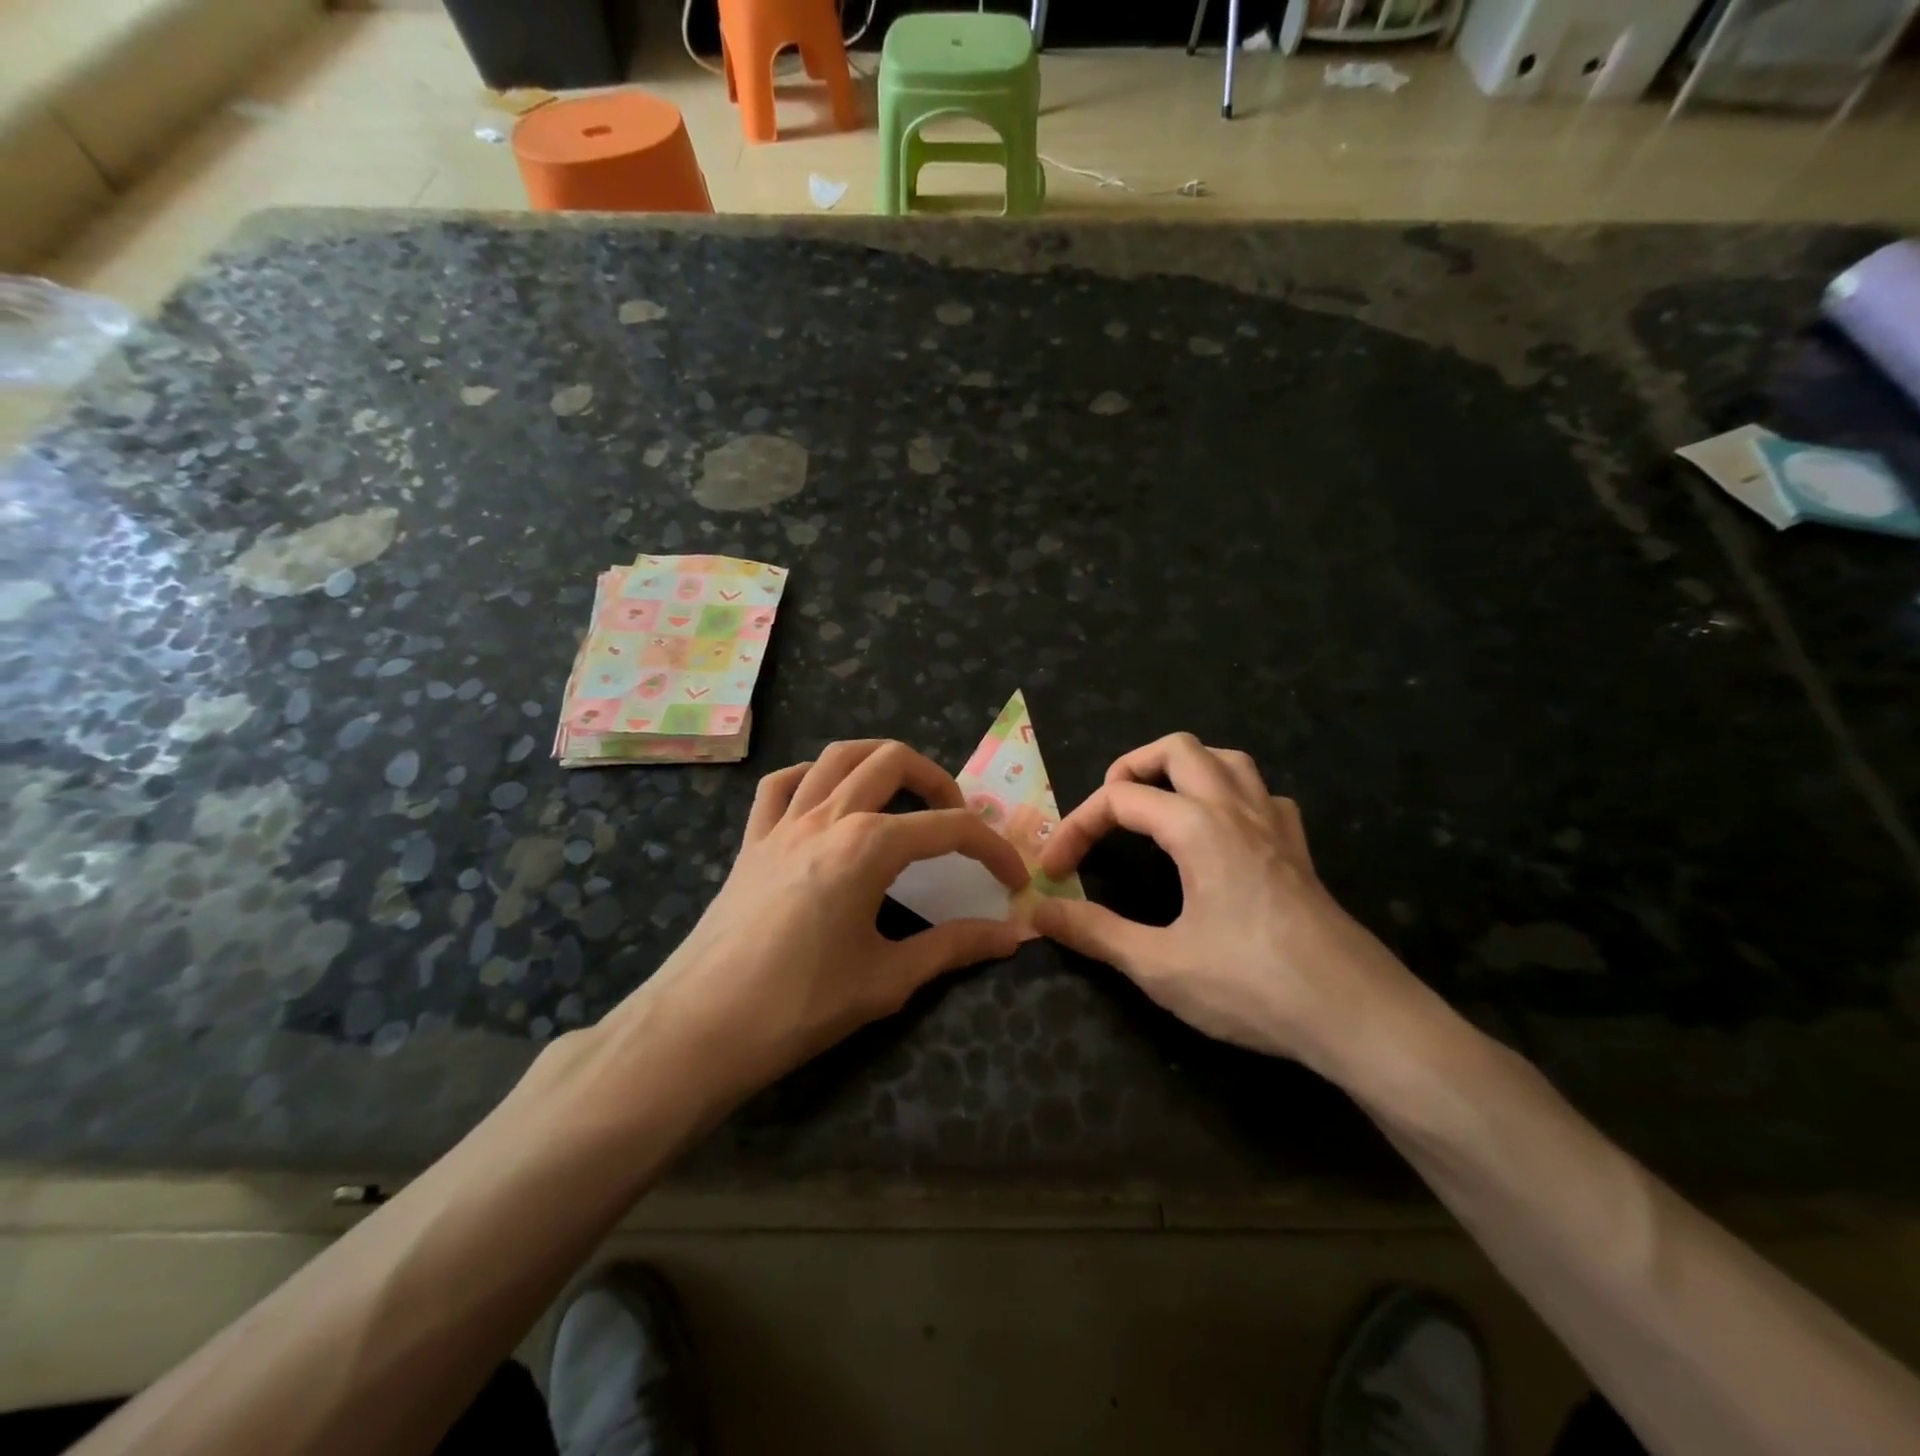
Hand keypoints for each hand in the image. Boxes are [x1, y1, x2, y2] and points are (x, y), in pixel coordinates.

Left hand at [619, 740, 1029, 1101]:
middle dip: (938, 780)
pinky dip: (811, 778)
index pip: (949, 828)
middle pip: (892, 761)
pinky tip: (826, 803)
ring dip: (878, 762)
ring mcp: (783, 823)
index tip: (1013, 879)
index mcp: (868, 845)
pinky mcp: (751, 841)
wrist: (700, 1028)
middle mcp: (827, 816)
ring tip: (902, 795)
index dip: (992, 848)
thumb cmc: (800, 1004)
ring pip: (835, 757)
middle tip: (957, 820)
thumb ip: (955, 947)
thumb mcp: (888, 979)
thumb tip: (1014, 935)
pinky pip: (781, 786)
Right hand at [1032, 733, 1421, 1072]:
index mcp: (1198, 827)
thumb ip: (1094, 933)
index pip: (1119, 799)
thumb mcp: (1159, 965)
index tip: (1054, 869)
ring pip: (1227, 759)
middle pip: (1178, 749)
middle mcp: (1236, 810)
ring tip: (1159, 804)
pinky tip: (1223, 832)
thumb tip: (1039, 911)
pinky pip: (1263, 795)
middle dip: (1131, 767)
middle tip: (1108, 810)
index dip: (1077, 826)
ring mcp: (1275, 825)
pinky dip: (1231, 795)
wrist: (1358, 1016)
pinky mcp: (1300, 850)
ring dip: (1184, 769)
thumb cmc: (1252, 987)